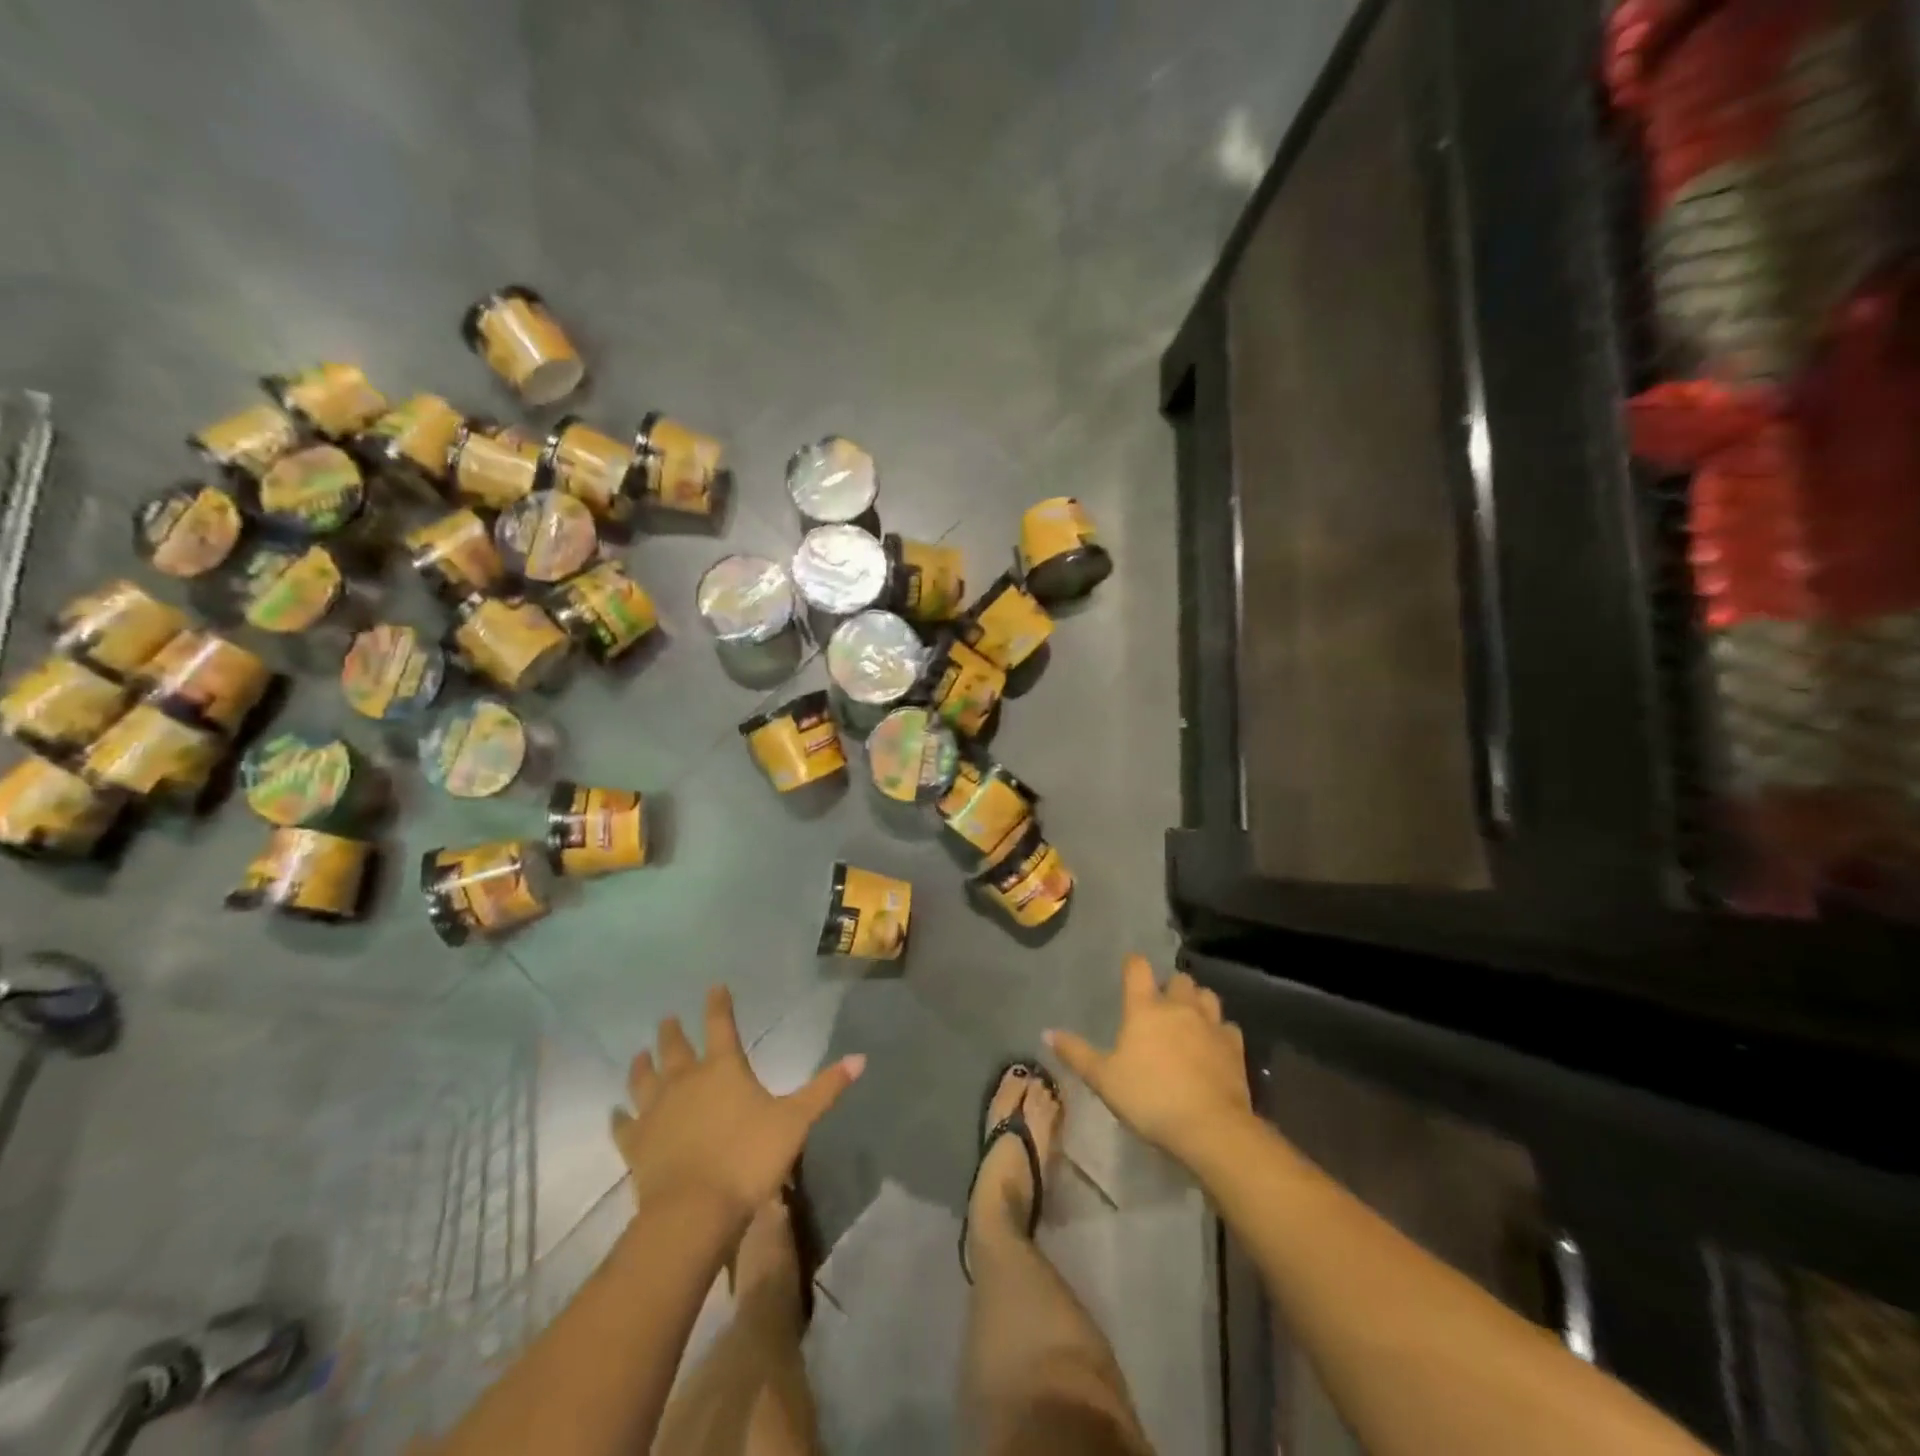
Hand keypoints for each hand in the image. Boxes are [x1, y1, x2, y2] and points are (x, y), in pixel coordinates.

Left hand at [612, 985, 865, 1224]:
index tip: (714, 986)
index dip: (718, 1004)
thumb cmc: (749, 1158)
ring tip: (640, 1053)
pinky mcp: (635, 1144)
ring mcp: (656, 1111)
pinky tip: (614, 1112)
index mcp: (723, 1068)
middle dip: (673, 1030)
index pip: (721, 1025)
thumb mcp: (796, 1121)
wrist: (694, 1211)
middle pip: (676, 1047)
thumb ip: (826, 1089)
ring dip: (643, 1064)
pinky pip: (623, 1125)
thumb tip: (861, 1058)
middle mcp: (686, 1080)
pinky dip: (618, 1117)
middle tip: (667, 1018)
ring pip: (644, 1079)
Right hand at [1046, 955, 1251, 1166]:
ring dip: (1198, 1002)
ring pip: (1207, 996)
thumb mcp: (1103, 1079)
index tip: (1130, 969)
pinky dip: (1220, 1031)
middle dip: (1171, 986)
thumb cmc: (1149, 1098)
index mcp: (1145, 1008)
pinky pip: (1227, 1027)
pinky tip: (1214, 1046)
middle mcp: (1179, 1007)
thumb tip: (1047, 1032)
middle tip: (1161, 1004)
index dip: (1133, 964)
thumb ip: (1076, 1053)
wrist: (1210, 1127)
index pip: (1138, 968)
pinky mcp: (1235, 1047)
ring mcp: (1211, 1024)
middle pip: (1179, 979)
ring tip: (1190, 1018)